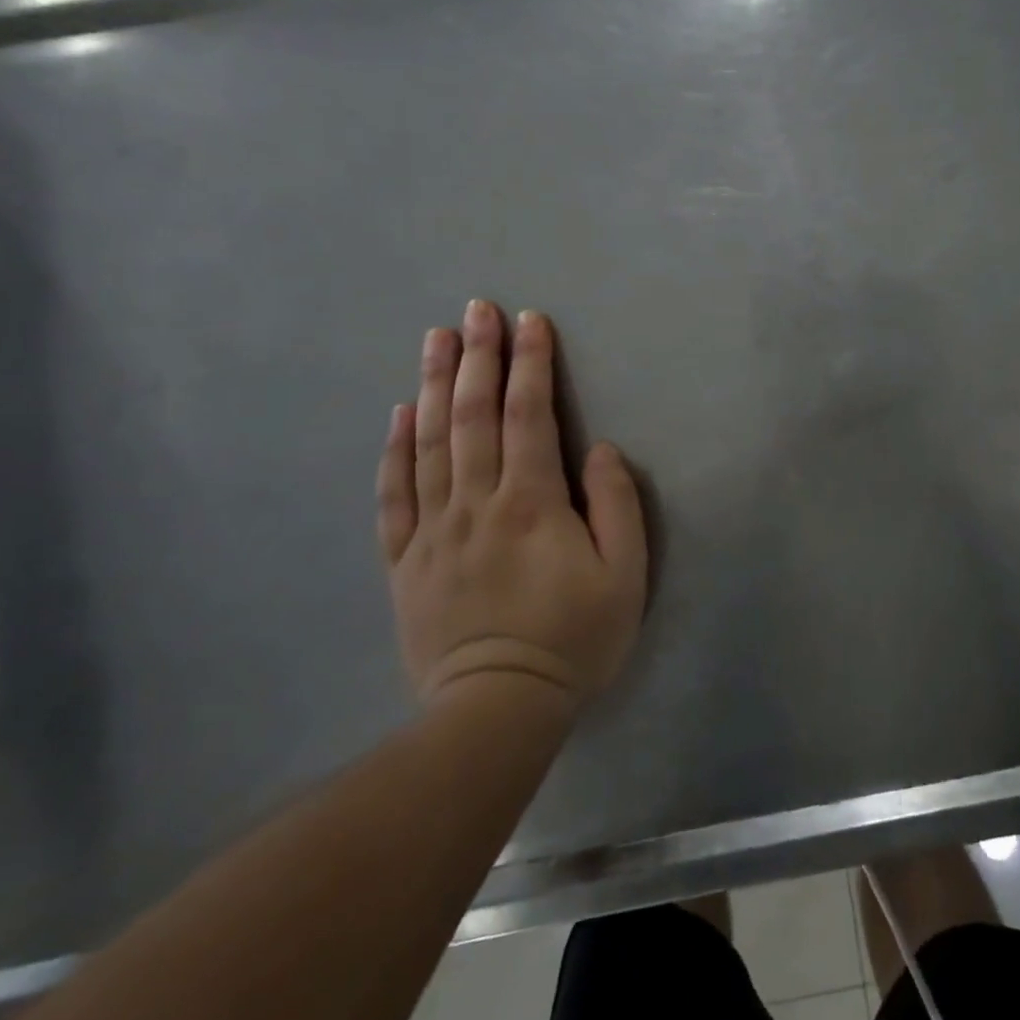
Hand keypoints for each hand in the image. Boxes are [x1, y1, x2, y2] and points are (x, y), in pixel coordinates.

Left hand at [376, 302, 647, 709]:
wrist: (496, 710)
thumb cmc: (573, 638)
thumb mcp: (624, 576)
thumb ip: (616, 505)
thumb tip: (597, 450)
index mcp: (531, 502)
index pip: (529, 416)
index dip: (530, 363)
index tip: (529, 320)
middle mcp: (476, 503)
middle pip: (474, 416)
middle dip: (478, 357)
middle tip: (475, 309)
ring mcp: (433, 530)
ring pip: (430, 443)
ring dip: (435, 385)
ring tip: (435, 339)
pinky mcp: (405, 561)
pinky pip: (394, 495)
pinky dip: (395, 450)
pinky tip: (399, 414)